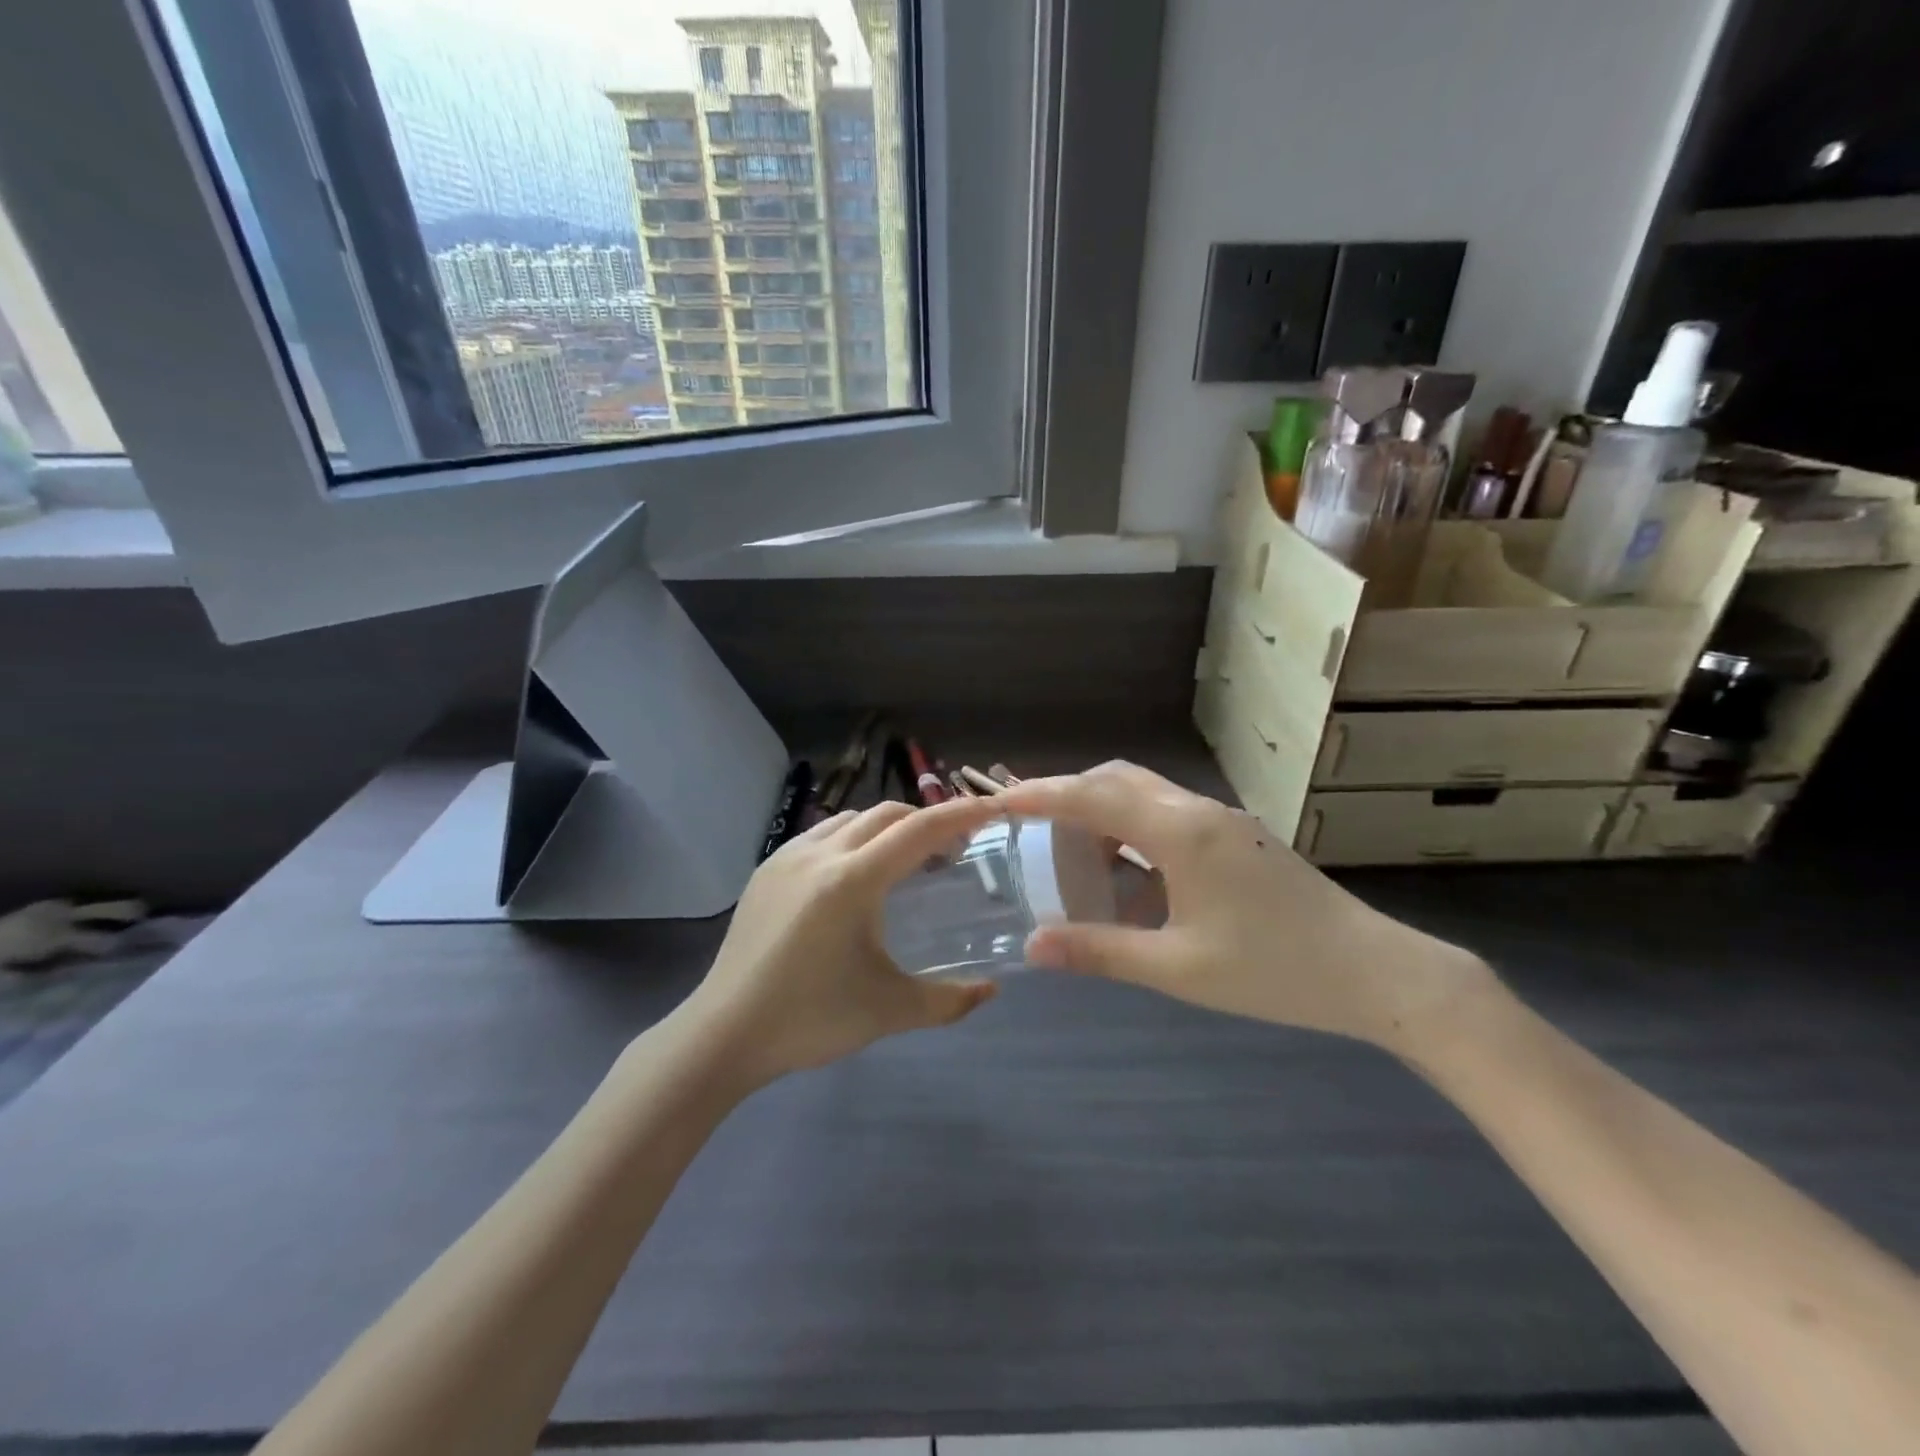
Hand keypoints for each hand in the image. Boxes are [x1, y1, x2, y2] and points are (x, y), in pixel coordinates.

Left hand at [677, 797, 1004, 1087]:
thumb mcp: (889, 1011)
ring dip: (886, 826)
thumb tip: (991, 991)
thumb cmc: (811, 1018)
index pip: (919, 830)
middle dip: (925, 820)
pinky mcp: (766, 869)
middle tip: (951, 849)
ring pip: (850, 819)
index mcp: (853, 881)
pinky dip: (851, 837)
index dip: (960, 814)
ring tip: (904, 859)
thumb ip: (948, 1000)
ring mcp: (787, 857)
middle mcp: (821, 854)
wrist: (724, 1033)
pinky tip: (853, 874)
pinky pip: (820, 834)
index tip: (991, 808)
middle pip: (886, 814)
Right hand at [999, 762, 1493, 1052]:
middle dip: (1069, 796)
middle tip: (1031, 829)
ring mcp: (1223, 821)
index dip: (1040, 795)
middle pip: (1117, 780)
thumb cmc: (1274, 971)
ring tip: (1075, 861)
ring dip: (1104, 815)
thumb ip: (1100, 951)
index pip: (1092, 797)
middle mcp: (1198, 811)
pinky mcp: (1239, 838)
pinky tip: (1132, 884)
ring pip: (1146, 795)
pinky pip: (1170, 818)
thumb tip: (1033, 946)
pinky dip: (1135, 834)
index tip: (997, 800)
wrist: (1375, 974)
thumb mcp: (1178, 968)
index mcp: (1179, 833)